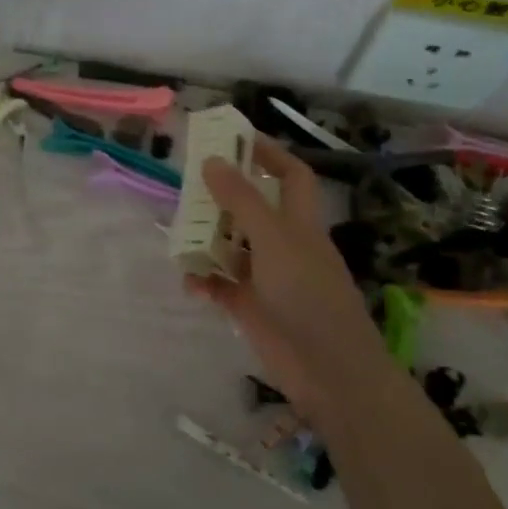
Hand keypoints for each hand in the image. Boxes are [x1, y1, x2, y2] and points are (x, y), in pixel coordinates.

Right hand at [190, 139, 387, 400]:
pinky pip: (220, 284)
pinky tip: (191, 284)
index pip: (289, 175)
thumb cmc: (308, 295)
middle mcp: (283, 243)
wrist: (329, 370)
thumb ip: (242, 201)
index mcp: (298, 221)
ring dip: (205, 242)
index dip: (267, 153)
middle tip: (186, 187)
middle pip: (250, 208)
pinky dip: (204, 281)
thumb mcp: (274, 240)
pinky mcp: (251, 306)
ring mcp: (266, 276)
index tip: (232, 138)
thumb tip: (212, 161)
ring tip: (178, 238)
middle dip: (221, 197)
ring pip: (230, 246)